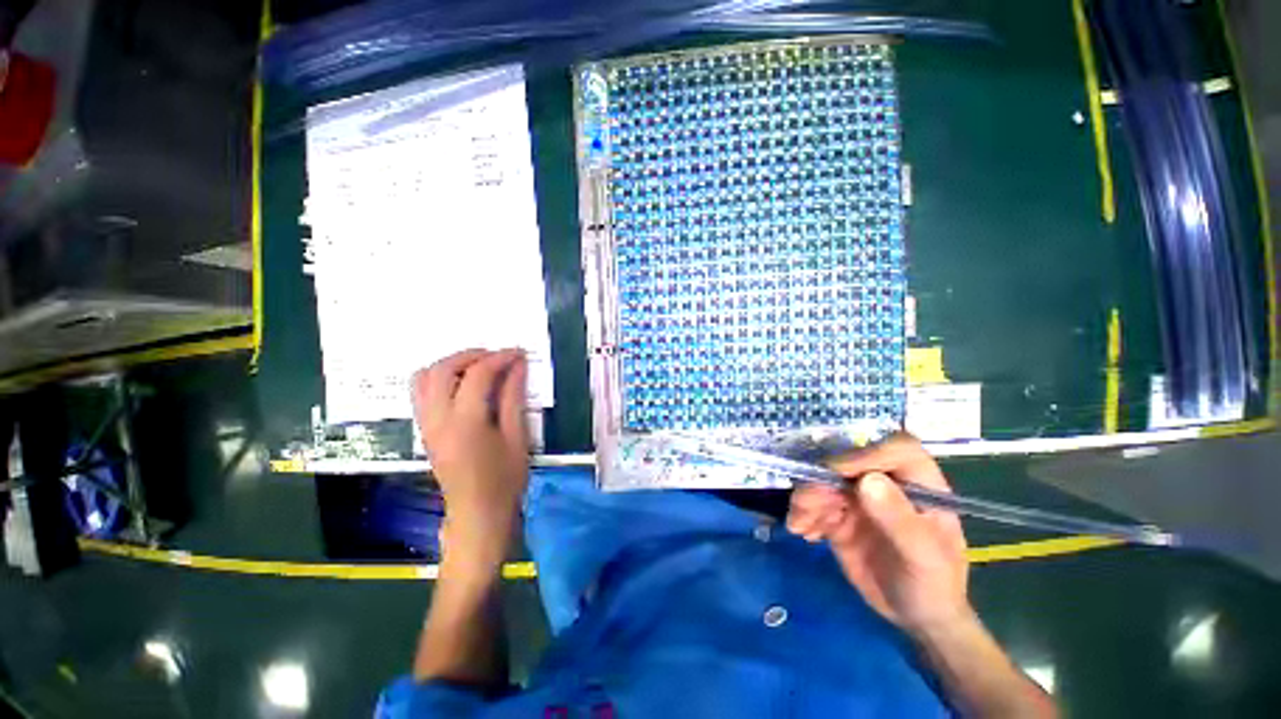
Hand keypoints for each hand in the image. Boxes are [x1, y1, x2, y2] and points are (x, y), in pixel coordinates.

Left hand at [412, 349, 528, 575]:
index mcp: (465, 423)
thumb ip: (514, 397)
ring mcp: (426, 425)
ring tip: (480, 367)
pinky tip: (464, 385)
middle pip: (442, 370)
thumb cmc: (505, 479)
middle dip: (471, 355)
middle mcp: (437, 420)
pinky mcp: (424, 431)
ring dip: (451, 364)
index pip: (478, 376)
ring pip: (424, 378)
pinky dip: (441, 378)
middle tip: (497, 356)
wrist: (478, 514)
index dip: (500, 358)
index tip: (519, 353)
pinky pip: (422, 393)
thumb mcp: (517, 437)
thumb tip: (518, 365)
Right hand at [786, 433, 969, 635]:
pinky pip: (813, 502)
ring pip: (823, 480)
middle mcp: (885, 482)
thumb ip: (899, 520)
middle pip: (847, 462)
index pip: (894, 450)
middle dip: (821, 480)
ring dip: (806, 498)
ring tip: (800, 526)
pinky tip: (803, 531)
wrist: (915, 615)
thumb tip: (868, 481)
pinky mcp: (838, 512)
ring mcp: (859, 496)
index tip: (837, 471)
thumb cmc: (934, 585)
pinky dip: (802, 512)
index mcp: (918, 483)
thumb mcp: (924, 558)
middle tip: (805, 506)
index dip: (865, 453)